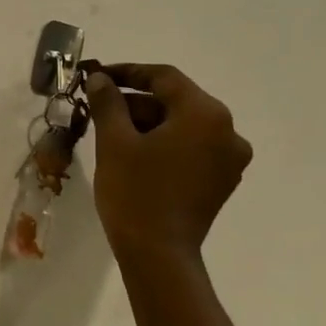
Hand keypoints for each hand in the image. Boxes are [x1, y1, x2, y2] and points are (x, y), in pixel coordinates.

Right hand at [86, 64, 250, 260]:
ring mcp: (229, 159)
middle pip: (176, 101)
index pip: (164, 78)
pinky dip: (163, 144)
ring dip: (148, 124)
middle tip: (96, 108)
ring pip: (183, 126)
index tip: (96, 76)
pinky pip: (191, 148)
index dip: (127, 72)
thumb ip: (108, 102)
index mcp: (205, 114)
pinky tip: (134, 155)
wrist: (158, 253)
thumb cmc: (134, 191)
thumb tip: (100, 78)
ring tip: (110, 133)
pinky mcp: (222, 180)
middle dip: (135, 102)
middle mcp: (228, 131)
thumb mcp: (114, 142)